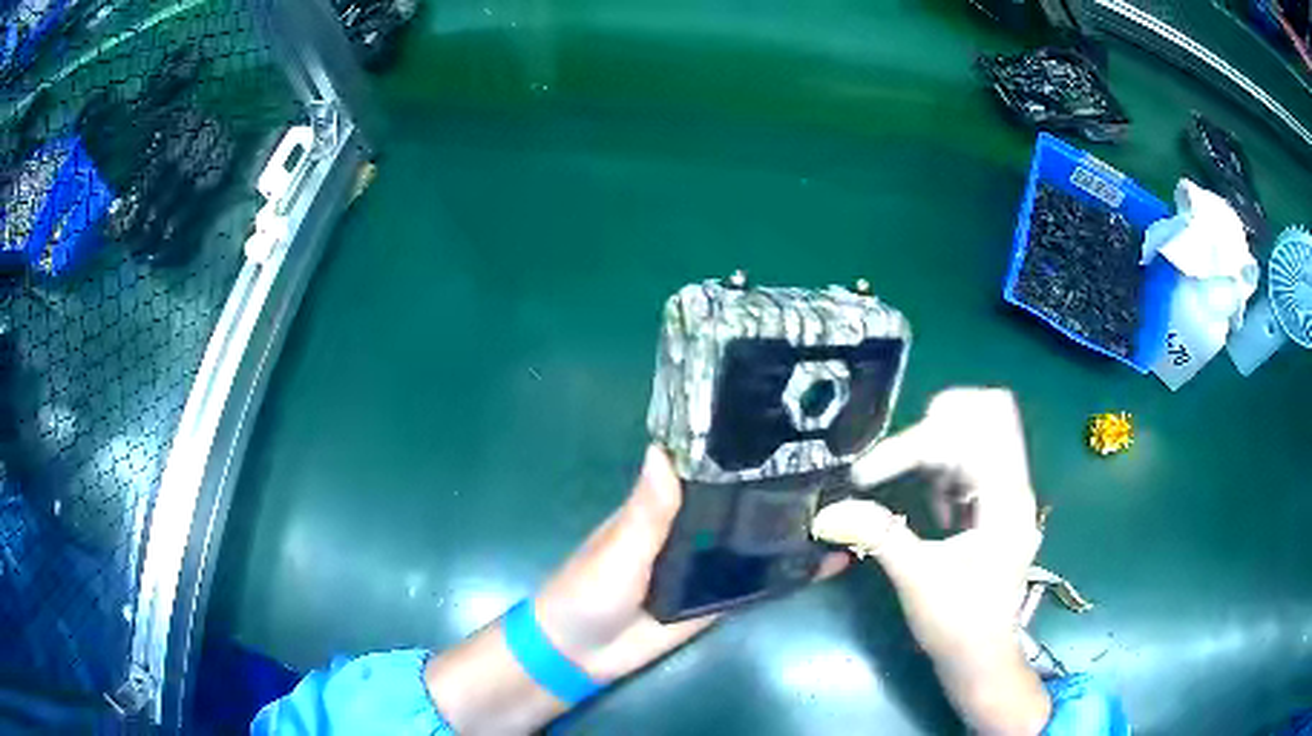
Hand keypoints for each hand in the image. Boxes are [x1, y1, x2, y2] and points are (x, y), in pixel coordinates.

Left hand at [536, 445, 848, 680]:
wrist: (581, 654)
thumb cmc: (587, 590)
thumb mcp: (617, 548)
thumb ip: (646, 510)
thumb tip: (664, 449)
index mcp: (665, 507)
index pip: (709, 468)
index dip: (743, 448)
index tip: (792, 422)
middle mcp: (693, 530)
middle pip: (741, 503)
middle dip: (781, 487)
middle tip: (840, 463)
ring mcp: (710, 566)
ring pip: (756, 541)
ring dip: (793, 529)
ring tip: (848, 505)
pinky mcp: (720, 600)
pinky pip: (759, 584)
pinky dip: (791, 574)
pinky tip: (830, 562)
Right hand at [813, 388, 1049, 735]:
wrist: (982, 659)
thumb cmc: (958, 624)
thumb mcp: (918, 579)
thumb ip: (878, 535)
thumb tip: (826, 513)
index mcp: (1005, 501)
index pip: (967, 437)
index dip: (912, 447)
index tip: (866, 475)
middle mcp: (1014, 487)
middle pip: (990, 414)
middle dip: (940, 422)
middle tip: (900, 452)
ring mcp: (1009, 495)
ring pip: (984, 433)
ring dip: (942, 444)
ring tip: (910, 477)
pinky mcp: (998, 508)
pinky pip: (977, 461)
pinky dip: (949, 466)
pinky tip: (933, 502)